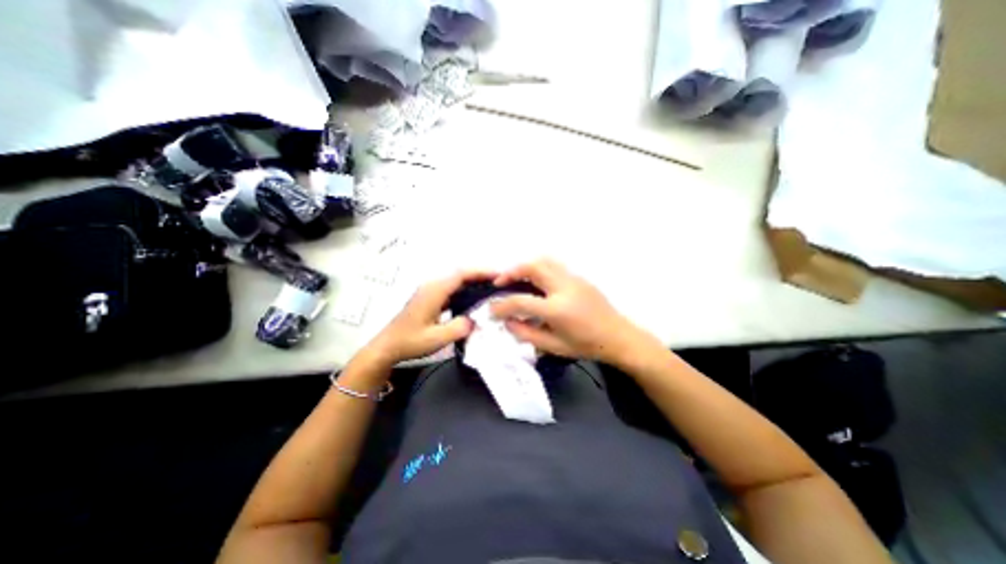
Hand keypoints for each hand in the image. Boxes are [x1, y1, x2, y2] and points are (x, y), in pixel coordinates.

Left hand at [359, 271, 494, 367]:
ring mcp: (431, 291)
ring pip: (456, 280)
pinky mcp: (430, 298)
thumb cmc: (410, 342)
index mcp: (434, 291)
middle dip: (480, 274)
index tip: (498, 275)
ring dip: (474, 280)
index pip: (461, 275)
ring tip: (492, 287)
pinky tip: (475, 297)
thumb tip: (475, 319)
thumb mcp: (436, 338)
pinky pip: (452, 288)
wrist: (387, 346)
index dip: (481, 272)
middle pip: (460, 273)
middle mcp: (433, 286)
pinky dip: (466, 288)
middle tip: (500, 281)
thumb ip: (459, 327)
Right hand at [490, 261, 652, 365]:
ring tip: (516, 278)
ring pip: (544, 261)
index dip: (501, 306)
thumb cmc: (586, 346)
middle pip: (532, 267)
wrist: (619, 337)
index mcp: (557, 309)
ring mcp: (573, 279)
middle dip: (511, 272)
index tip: (491, 310)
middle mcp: (564, 287)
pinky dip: (539, 268)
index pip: (520, 301)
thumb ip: (527, 334)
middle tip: (500, 283)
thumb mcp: (554, 347)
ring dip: (525, 266)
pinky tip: (536, 282)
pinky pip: (554, 265)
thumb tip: (508, 322)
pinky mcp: (579, 277)